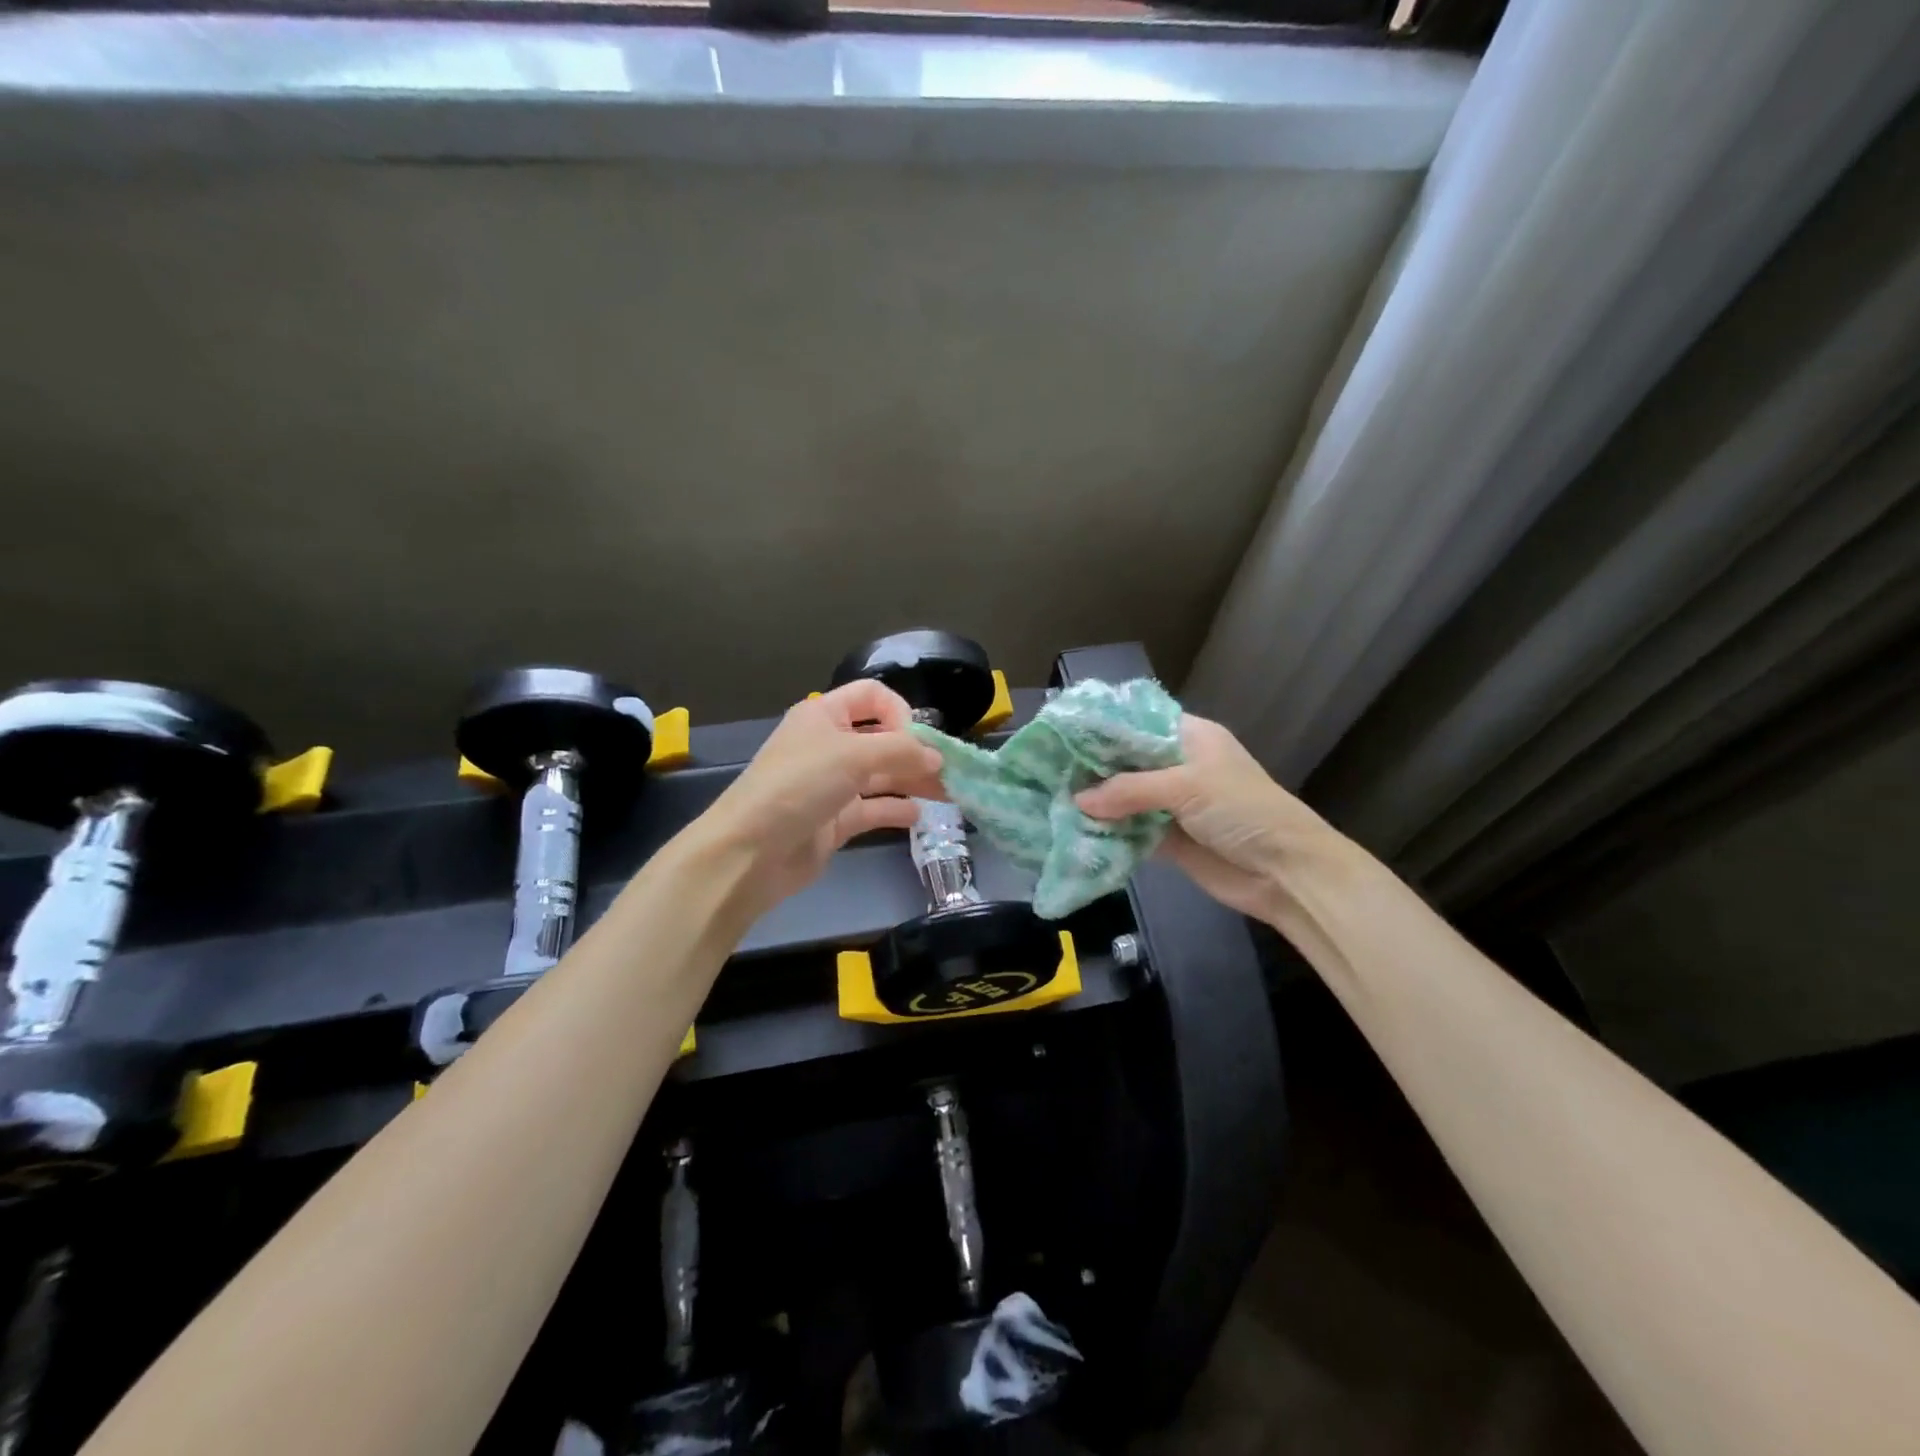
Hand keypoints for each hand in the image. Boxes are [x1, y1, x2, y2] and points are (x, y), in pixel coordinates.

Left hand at [700, 680, 945, 916]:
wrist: (751, 851)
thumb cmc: (799, 786)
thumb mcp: (853, 755)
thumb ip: (901, 751)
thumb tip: (937, 757)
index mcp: (824, 716)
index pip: (871, 697)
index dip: (899, 711)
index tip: (918, 738)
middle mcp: (828, 745)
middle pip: (881, 739)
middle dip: (915, 752)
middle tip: (950, 772)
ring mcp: (831, 785)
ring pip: (881, 776)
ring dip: (913, 781)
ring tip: (948, 794)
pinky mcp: (834, 820)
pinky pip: (872, 808)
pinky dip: (895, 809)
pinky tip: (919, 815)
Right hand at [1073, 714, 1353, 924]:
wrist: (1286, 872)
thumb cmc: (1243, 811)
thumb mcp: (1187, 786)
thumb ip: (1129, 790)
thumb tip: (1078, 800)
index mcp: (1189, 738)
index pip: (1137, 723)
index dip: (1102, 727)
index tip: (1062, 732)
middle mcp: (1178, 766)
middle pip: (1126, 762)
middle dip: (1092, 768)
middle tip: (1047, 769)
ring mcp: (1172, 804)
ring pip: (1124, 798)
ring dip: (1096, 803)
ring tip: (1052, 799)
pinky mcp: (1168, 838)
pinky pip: (1130, 831)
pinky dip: (1108, 832)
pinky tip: (1075, 831)